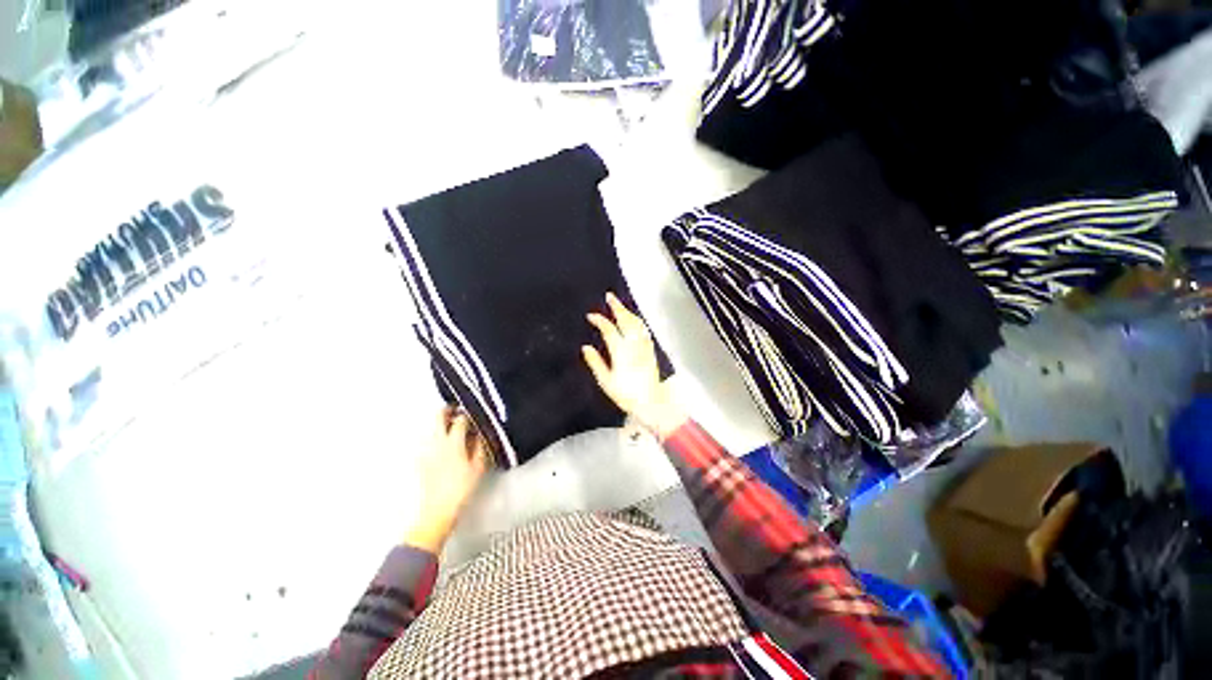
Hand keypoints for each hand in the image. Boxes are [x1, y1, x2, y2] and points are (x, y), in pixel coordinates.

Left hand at [403, 408, 488, 552]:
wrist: (437, 511)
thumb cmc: (461, 488)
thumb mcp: (478, 467)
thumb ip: (479, 447)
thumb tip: (479, 434)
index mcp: (453, 443)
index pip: (459, 420)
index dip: (467, 413)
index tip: (473, 412)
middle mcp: (437, 442)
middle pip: (438, 417)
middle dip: (447, 410)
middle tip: (457, 410)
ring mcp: (426, 450)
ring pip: (431, 427)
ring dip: (441, 422)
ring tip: (452, 426)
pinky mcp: (420, 459)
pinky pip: (428, 440)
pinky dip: (436, 436)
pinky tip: (444, 444)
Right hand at [582, 292, 686, 437]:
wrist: (651, 402)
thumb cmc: (626, 394)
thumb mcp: (606, 381)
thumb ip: (595, 363)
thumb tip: (585, 347)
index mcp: (621, 352)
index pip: (609, 330)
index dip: (599, 320)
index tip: (591, 316)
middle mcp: (634, 345)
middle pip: (626, 320)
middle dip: (617, 307)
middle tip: (610, 296)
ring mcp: (644, 346)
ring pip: (637, 323)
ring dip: (628, 311)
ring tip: (620, 305)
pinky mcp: (650, 349)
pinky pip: (643, 329)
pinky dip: (637, 320)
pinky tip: (633, 319)